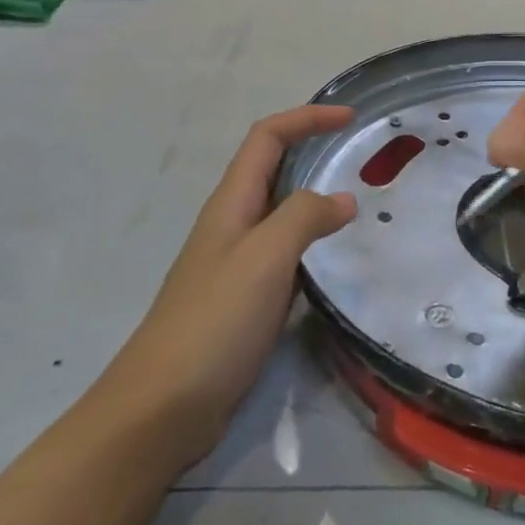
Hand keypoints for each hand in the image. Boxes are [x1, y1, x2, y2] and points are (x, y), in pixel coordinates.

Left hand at [99, 104, 356, 464]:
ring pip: (279, 213)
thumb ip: (303, 219)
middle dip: (311, 150)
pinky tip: (333, 260)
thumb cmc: (213, 322)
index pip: (267, 138)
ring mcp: (236, 264)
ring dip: (314, 197)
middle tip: (360, 158)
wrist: (164, 406)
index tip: (349, 118)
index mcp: (230, 204)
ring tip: (358, 204)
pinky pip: (284, 254)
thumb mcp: (264, 259)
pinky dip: (311, 242)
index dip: (306, 119)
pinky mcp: (244, 300)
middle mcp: (231, 225)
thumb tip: (343, 199)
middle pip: (271, 169)